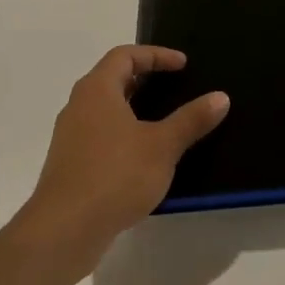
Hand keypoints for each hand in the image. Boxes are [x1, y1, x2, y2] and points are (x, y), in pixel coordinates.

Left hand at [13, 46, 229, 284]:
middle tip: (174, 86)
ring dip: (134, 108)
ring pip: (105, 110)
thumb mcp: (162, 146)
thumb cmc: (115, 176)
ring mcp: (71, 137)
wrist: (64, 230)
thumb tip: (220, 97)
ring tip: (164, 121)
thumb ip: (191, 119)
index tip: (183, 65)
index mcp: (97, 91)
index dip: (155, 55)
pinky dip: (125, 134)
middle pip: (111, 79)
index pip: (124, 56)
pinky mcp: (71, 165)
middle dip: (144, 79)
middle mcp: (78, 107)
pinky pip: (101, 136)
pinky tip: (145, 156)